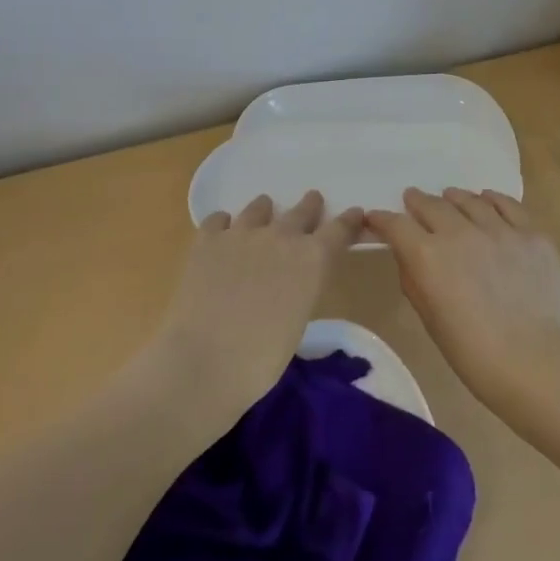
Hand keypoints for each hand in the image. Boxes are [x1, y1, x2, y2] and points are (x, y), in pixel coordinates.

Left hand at [146, 191, 363, 424]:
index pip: (340, 230)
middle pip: (302, 211)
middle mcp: (281, 236)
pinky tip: (223, 231)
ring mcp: (241, 233)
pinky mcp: (207, 240)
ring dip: (265, 210)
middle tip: (313, 200)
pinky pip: (219, 219)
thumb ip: (302, 287)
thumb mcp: (298, 320)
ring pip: (259, 208)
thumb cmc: (261, 358)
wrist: (204, 360)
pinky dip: (224, 223)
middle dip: (309, 206)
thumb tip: (293, 279)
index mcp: (312, 259)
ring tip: (264, 210)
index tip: (355, 213)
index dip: (349, 221)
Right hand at [365, 187, 559, 418]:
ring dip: (453, 198)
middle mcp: (459, 232)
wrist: (538, 362)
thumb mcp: (430, 319)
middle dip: (417, 202)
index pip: (395, 224)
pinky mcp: (531, 233)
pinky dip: (491, 199)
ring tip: (449, 198)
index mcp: (427, 256)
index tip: (376, 218)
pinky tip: (487, 200)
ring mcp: (499, 229)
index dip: (382, 219)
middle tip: (413, 201)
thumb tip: (409, 255)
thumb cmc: (475, 354)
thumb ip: (415, 279)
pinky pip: (507, 204)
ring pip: (469, 200)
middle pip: (431, 205)